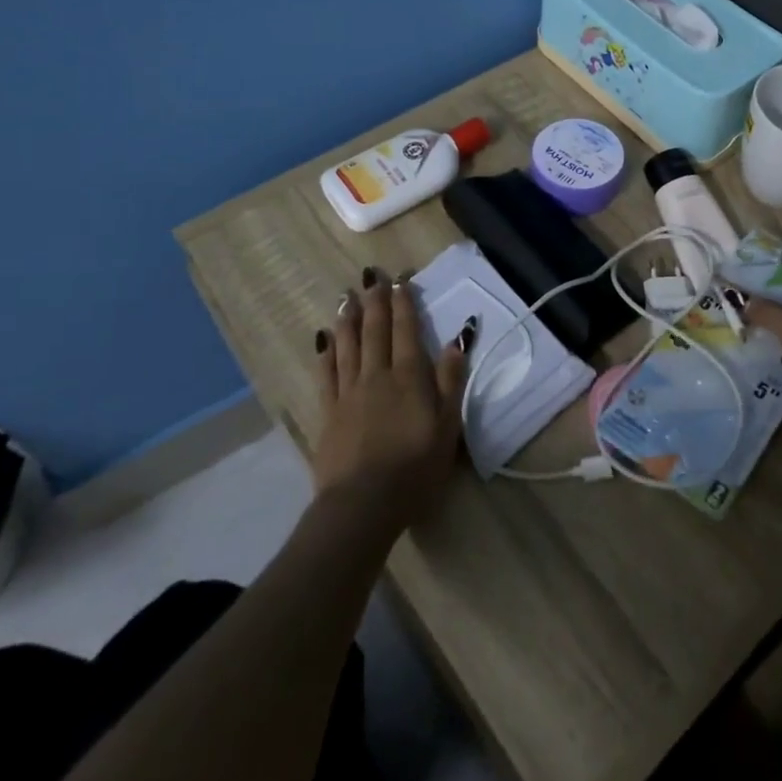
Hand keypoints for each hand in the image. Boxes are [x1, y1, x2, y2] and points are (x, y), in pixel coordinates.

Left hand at [312, 269, 470, 529]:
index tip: (400, 281)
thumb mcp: (447, 426)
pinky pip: (327, 373)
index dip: (404, 304)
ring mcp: (349, 393)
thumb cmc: (415, 467)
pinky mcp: (328, 412)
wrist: (363, 503)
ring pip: (348, 345)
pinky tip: (324, 339)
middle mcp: (377, 375)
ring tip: (348, 297)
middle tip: (372, 277)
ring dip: (349, 319)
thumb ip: (451, 380)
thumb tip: (457, 338)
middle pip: (376, 331)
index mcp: (409, 377)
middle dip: (376, 302)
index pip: (406, 331)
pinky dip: (326, 352)